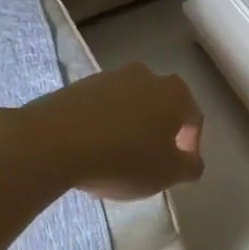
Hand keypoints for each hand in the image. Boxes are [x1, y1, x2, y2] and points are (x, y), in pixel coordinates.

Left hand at [7, 63, 204, 200]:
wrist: (54, 142)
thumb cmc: (124, 158)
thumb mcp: (168, 173)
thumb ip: (189, 167)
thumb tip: (193, 161)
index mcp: (174, 92)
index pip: (193, 119)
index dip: (190, 146)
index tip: (179, 169)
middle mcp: (145, 76)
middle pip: (160, 108)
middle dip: (158, 134)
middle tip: (149, 163)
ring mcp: (108, 77)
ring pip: (129, 107)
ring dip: (129, 129)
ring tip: (116, 161)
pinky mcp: (77, 86)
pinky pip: (100, 109)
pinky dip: (102, 127)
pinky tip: (91, 153)